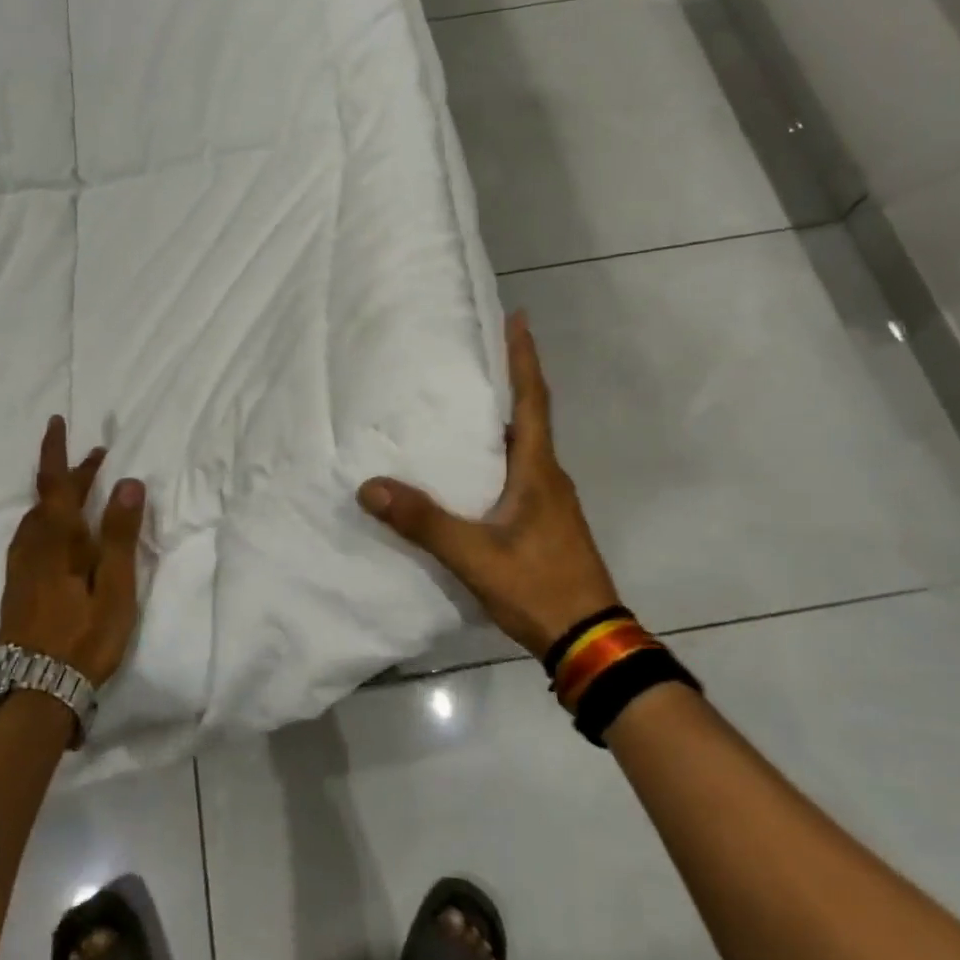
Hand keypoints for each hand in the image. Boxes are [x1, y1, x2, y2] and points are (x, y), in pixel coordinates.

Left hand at [0, 416, 146, 685]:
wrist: (33, 693)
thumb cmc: (83, 639)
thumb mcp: (115, 588)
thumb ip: (119, 535)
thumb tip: (127, 482)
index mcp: (58, 541)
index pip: (56, 484)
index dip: (57, 452)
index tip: (58, 422)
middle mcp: (33, 548)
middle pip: (47, 499)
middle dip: (69, 473)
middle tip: (96, 457)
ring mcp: (21, 570)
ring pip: (38, 519)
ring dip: (59, 497)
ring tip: (83, 490)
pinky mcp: (18, 589)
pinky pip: (32, 538)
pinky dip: (49, 521)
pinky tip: (60, 535)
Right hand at [357, 311, 620, 658]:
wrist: (589, 641)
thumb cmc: (539, 587)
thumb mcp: (475, 555)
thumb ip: (423, 521)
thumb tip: (370, 487)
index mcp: (538, 470)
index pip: (532, 401)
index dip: (524, 359)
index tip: (518, 318)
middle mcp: (548, 477)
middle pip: (527, 418)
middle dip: (507, 382)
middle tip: (474, 356)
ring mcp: (550, 503)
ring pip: (522, 448)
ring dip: (500, 421)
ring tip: (462, 405)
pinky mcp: (544, 525)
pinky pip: (517, 476)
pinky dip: (495, 458)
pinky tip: (468, 471)